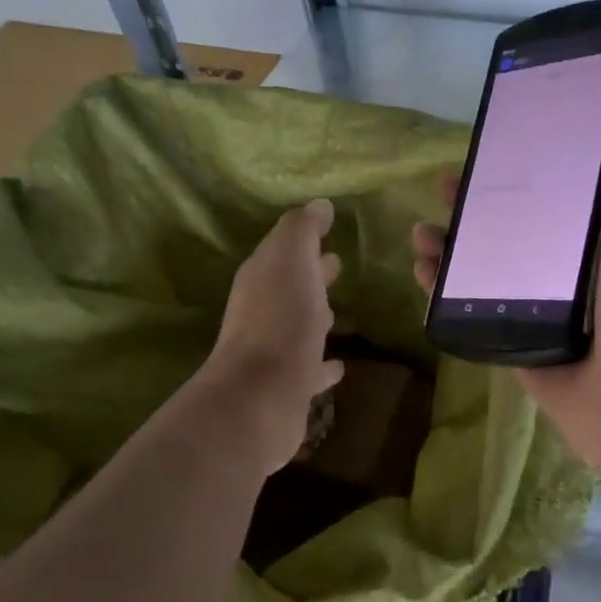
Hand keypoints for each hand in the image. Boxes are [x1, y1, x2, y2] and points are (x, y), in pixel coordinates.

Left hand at [201, 199, 344, 475]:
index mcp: (263, 277)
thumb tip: (319, 205)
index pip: (284, 248)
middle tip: (337, 266)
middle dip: (312, 274)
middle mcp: (263, 312)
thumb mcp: (291, 261)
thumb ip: (302, 230)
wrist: (261, 396)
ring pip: (299, 326)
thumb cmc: (280, 321)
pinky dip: (324, 364)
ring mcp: (274, 351)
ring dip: (315, 316)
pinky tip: (339, 366)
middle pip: (290, 285)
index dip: (306, 237)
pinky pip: (310, 368)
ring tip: (338, 313)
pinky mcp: (288, 386)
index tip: (330, 227)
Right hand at [414, 102, 600, 476]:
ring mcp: (547, 306)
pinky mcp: (520, 344)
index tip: (499, 134)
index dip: (535, 156)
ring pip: (490, 265)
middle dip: (480, 199)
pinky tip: (423, 271)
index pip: (567, 181)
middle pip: (519, 221)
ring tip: (423, 229)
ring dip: (454, 243)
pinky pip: (476, 311)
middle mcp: (580, 264)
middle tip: (445, 182)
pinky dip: (445, 292)